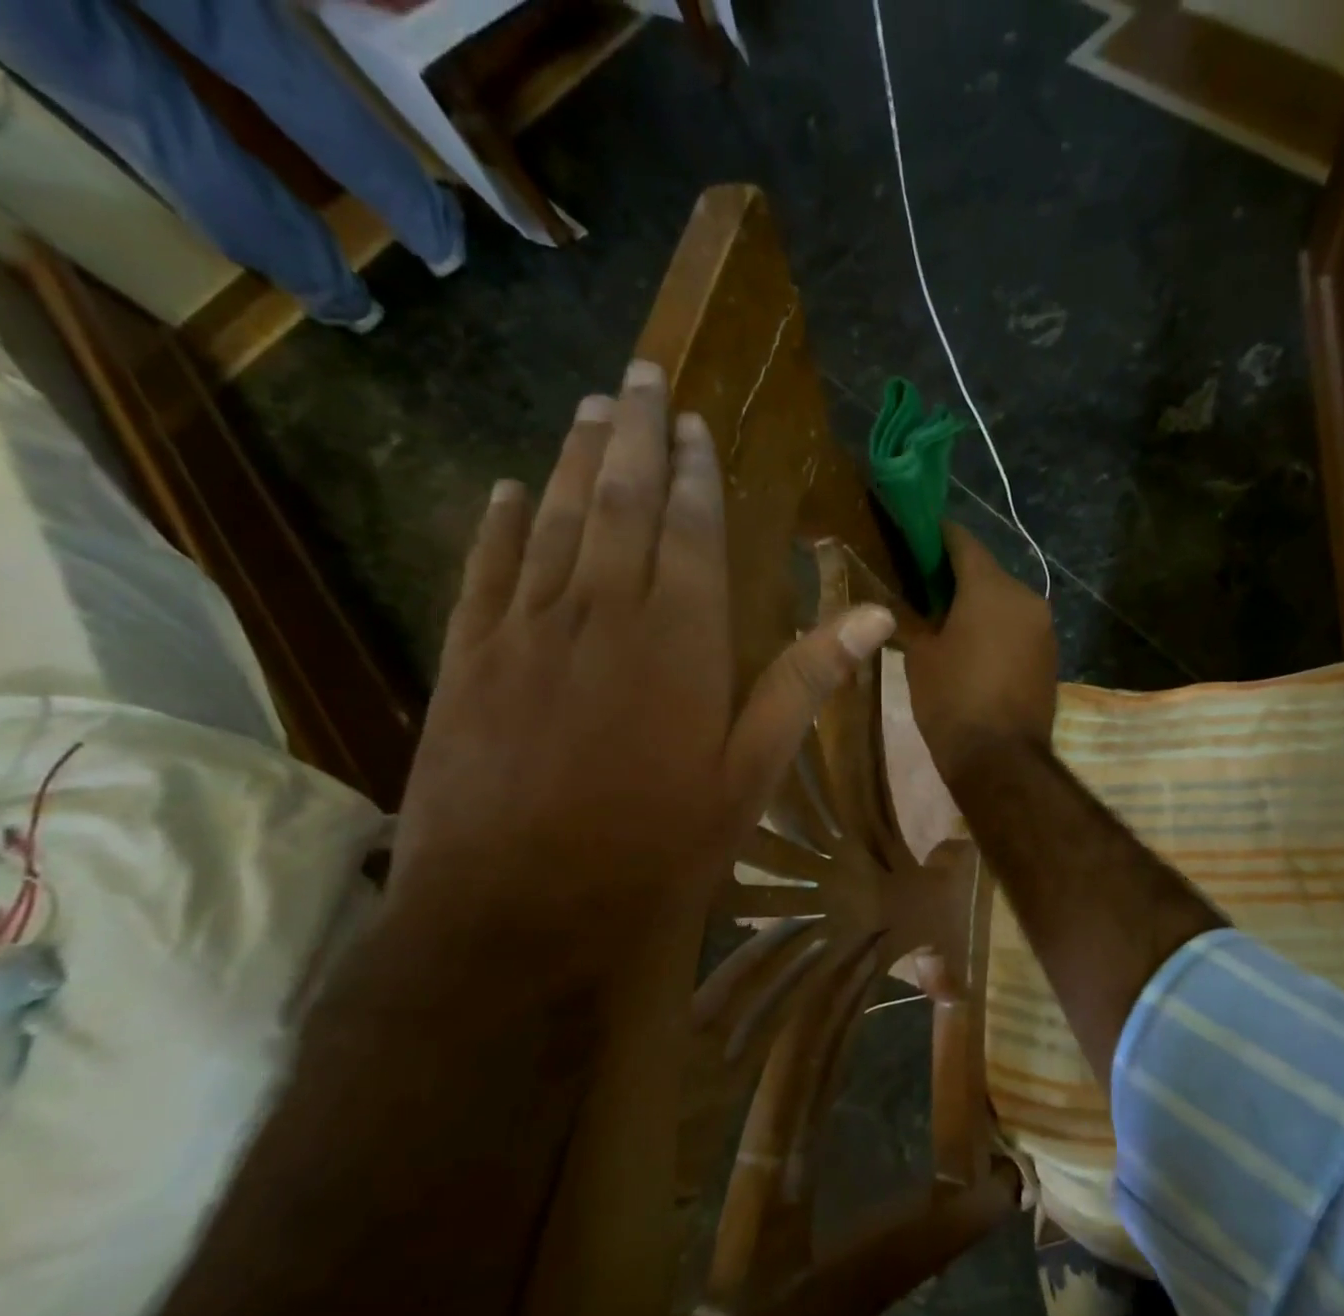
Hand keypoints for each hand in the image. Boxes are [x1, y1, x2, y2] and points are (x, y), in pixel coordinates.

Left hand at [388, 360, 894, 959]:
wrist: (516, 914)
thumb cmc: (654, 850)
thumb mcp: (749, 776)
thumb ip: (803, 685)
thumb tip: (874, 619)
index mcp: (680, 640)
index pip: (692, 529)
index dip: (695, 471)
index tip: (694, 421)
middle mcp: (603, 613)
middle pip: (620, 501)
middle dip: (633, 433)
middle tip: (638, 373)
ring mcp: (526, 631)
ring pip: (553, 521)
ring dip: (572, 458)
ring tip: (588, 407)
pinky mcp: (469, 661)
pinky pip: (486, 570)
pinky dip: (498, 525)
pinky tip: (505, 490)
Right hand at [903, 524, 1056, 787]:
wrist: (1001, 760)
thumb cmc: (952, 701)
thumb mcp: (919, 656)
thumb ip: (913, 617)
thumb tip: (906, 602)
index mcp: (991, 587)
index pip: (961, 540)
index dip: (934, 536)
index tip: (911, 537)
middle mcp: (1025, 596)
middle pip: (986, 571)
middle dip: (954, 576)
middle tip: (920, 588)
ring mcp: (1043, 627)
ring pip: (1003, 601)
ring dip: (977, 604)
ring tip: (944, 622)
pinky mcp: (1050, 655)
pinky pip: (1016, 627)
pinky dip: (995, 628)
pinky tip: (971, 647)